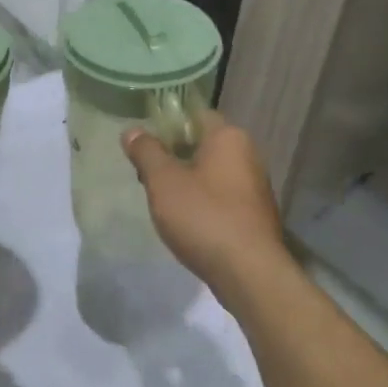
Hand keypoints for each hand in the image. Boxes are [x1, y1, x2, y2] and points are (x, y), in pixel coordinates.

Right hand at [123, 113, 287, 301]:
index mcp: (229, 137)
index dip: (167, 125)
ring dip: (187, 181)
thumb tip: (132, 130)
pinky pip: (222, 196)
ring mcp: (255, 186)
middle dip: (174, 156)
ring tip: (161, 201)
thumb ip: (146, 152)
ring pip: (212, 172)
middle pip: (203, 144)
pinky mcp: (254, 214)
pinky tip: (186, 222)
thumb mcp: (163, 182)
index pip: (195, 115)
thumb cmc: (203, 216)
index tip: (144, 144)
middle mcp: (248, 154)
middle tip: (146, 176)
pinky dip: (203, 202)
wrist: (249, 272)